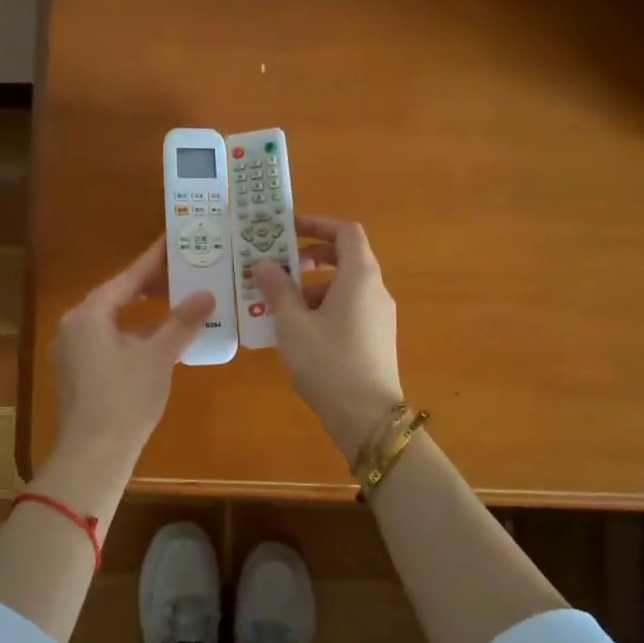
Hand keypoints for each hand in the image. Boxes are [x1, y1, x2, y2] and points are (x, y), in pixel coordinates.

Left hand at [52, 236, 215, 461]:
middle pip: (116, 297)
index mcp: (89, 315)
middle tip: (180, 271)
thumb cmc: (126, 399)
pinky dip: (130, 334)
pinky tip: (155, 340)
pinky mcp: (75, 374)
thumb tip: (206, 293)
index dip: (152, 260)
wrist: (93, 454)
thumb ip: (182, 322)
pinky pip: (106, 341)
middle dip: (148, 286)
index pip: (127, 278)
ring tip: (173, 302)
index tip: (172, 240)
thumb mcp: (159, 356)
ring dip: (141, 313)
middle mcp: (73, 327)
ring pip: (111, 321)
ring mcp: (70, 352)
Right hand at [252, 215, 402, 464]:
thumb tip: (265, 263)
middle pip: (345, 257)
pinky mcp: (376, 337)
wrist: (367, 418)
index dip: (317, 224)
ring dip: (312, 286)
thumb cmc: (328, 362)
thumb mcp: (293, 324)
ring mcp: (379, 315)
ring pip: (345, 286)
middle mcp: (375, 289)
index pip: (346, 232)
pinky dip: (324, 306)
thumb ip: (278, 289)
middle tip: (278, 266)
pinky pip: (349, 308)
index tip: (288, 229)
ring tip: (279, 304)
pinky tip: (298, 330)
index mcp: (360, 276)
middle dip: (310, 257)